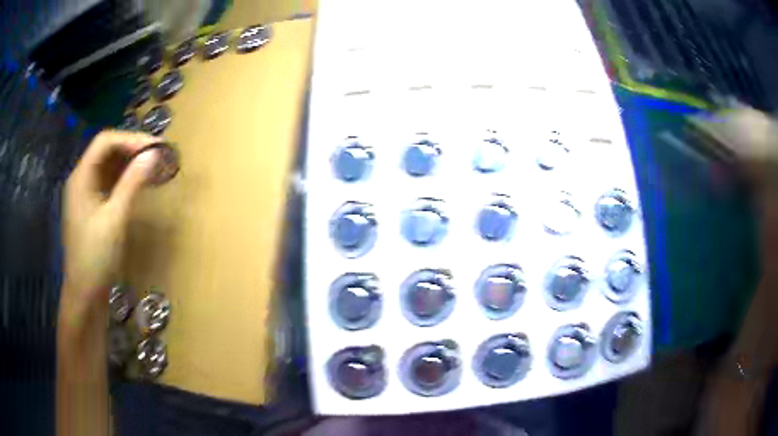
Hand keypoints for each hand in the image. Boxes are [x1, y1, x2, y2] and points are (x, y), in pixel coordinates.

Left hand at [61, 130, 160, 324]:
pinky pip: (108, 183)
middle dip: (132, 149)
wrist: (85, 294)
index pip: (105, 141)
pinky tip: (138, 184)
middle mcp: (81, 179)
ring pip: (108, 167)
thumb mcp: (115, 219)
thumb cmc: (96, 257)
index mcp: (81, 177)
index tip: (155, 147)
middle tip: (158, 155)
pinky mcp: (91, 207)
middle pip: (106, 151)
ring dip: (130, 164)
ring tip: (152, 167)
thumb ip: (132, 183)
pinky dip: (124, 179)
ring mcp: (85, 194)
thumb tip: (154, 154)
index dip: (131, 139)